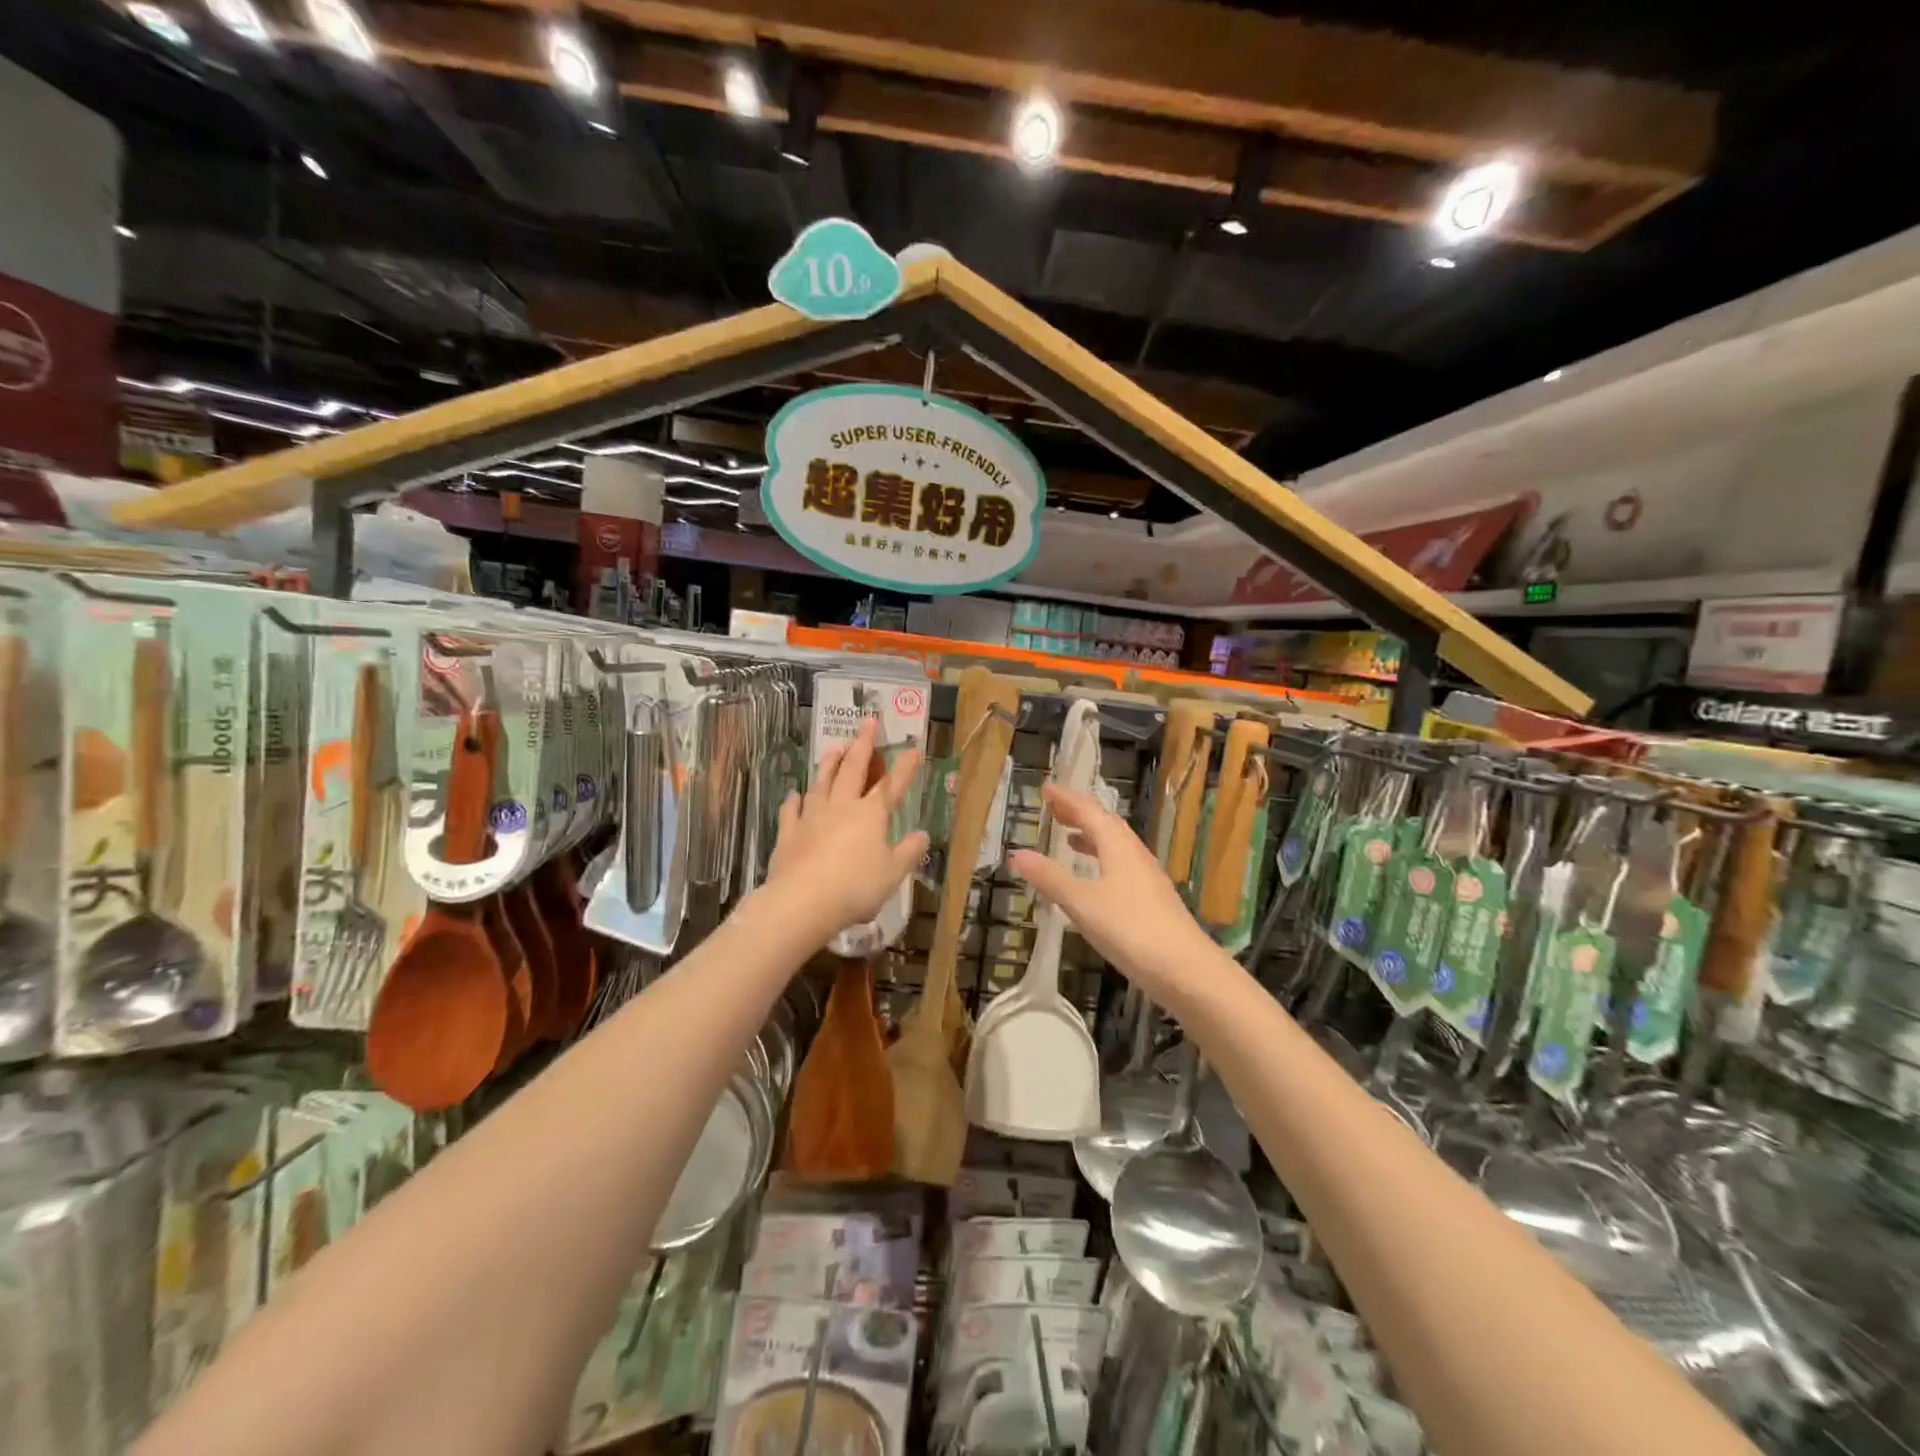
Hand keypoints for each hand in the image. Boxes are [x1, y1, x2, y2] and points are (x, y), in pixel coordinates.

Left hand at [764, 717, 929, 938]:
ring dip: (829, 764)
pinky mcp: (788, 833)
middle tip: (868, 722)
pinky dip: (793, 801)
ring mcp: (811, 817)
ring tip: (834, 747)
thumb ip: (909, 852)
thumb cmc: (856, 886)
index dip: (904, 767)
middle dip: (863, 745)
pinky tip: (794, 794)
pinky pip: (791, 811)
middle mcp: (841, 807)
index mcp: (871, 815)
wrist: (803, 900)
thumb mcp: (893, 873)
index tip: (913, 747)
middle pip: (853, 770)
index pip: (892, 785)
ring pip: (821, 783)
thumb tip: (923, 834)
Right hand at [1009, 784, 1215, 1016]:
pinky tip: (1095, 878)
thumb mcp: (1081, 903)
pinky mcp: (1152, 898)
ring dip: (1091, 836)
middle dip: (1079, 813)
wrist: (1185, 969)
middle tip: (1054, 808)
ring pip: (1115, 845)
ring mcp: (1146, 876)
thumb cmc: (1130, 929)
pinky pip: (1122, 865)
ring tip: (1070, 837)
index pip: (1089, 812)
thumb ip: (1050, 878)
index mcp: (1117, 846)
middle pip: (1105, 824)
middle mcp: (1134, 854)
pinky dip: (1102, 860)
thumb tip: (1018, 853)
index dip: (1067, 799)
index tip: (1046, 788)